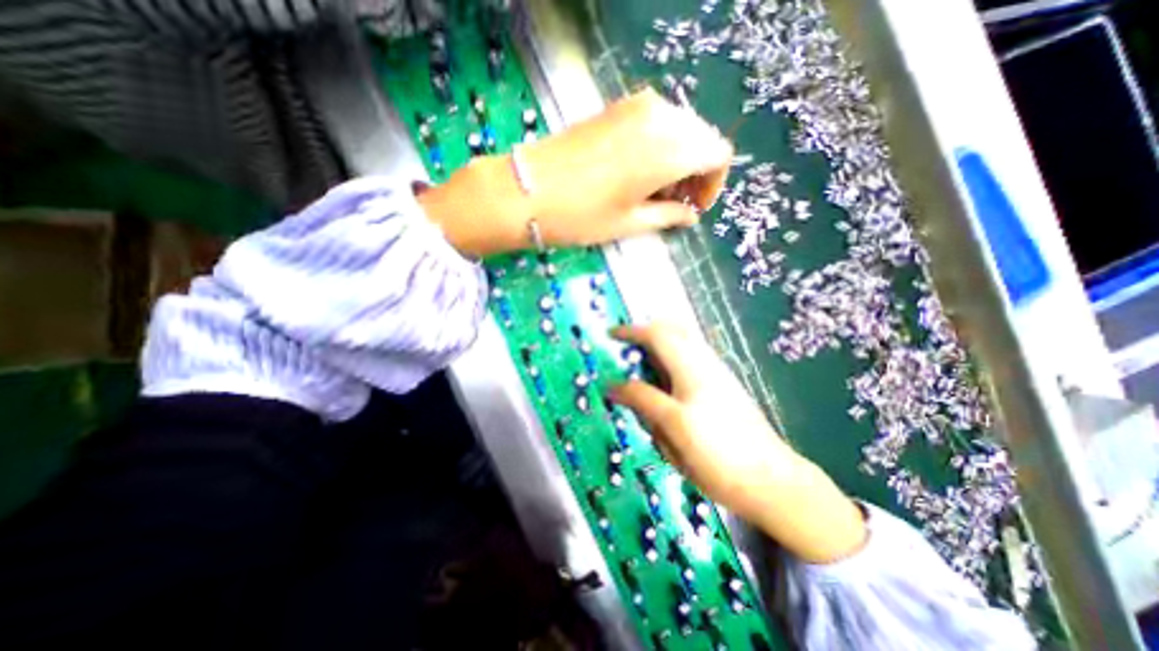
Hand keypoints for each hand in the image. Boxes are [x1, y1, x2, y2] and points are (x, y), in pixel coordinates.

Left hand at [421, 86, 731, 257]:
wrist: (527, 190)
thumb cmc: (582, 215)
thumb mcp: (630, 223)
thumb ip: (669, 216)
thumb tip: (690, 215)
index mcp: (669, 149)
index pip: (717, 155)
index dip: (713, 183)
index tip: (695, 207)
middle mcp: (660, 117)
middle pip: (701, 138)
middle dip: (696, 171)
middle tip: (676, 203)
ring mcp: (636, 106)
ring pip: (680, 128)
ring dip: (679, 158)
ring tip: (656, 191)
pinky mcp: (617, 106)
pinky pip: (656, 121)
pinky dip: (660, 145)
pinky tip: (641, 171)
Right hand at [606, 326, 868, 564]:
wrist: (771, 480)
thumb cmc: (719, 458)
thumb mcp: (674, 432)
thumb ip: (644, 402)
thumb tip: (614, 387)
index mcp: (691, 374)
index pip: (655, 339)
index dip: (629, 333)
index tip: (610, 335)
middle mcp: (704, 364)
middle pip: (673, 328)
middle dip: (646, 327)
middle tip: (626, 340)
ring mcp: (717, 372)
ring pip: (686, 336)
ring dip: (661, 334)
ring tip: (642, 352)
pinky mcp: (725, 382)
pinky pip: (695, 350)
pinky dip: (675, 347)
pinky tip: (666, 369)